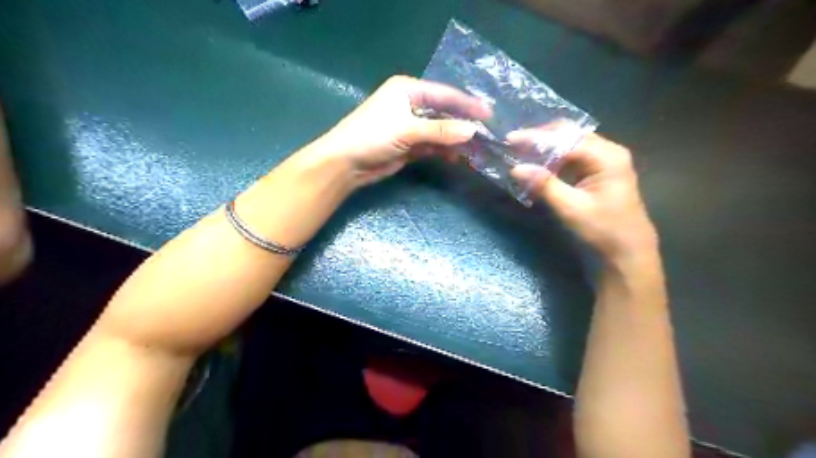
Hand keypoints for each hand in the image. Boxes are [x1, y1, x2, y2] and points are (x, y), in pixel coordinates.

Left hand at [312, 75, 489, 184]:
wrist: (346, 163)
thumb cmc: (372, 136)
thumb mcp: (407, 130)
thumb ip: (440, 131)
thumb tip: (473, 131)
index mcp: (408, 90)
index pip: (444, 94)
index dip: (467, 104)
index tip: (489, 114)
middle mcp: (411, 104)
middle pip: (444, 113)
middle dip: (463, 124)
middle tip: (486, 135)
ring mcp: (410, 126)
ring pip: (440, 131)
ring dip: (455, 140)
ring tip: (475, 150)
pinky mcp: (409, 145)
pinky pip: (433, 145)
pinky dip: (444, 151)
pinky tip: (456, 157)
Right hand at [509, 130, 654, 258]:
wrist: (626, 256)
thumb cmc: (603, 232)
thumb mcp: (571, 208)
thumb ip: (544, 185)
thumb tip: (515, 168)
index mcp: (606, 156)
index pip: (566, 138)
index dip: (536, 137)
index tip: (510, 140)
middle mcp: (607, 152)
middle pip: (569, 135)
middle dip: (540, 138)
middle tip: (513, 144)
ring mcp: (603, 163)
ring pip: (569, 146)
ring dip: (545, 149)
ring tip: (520, 153)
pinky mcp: (597, 175)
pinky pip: (571, 159)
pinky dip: (552, 161)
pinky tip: (536, 166)